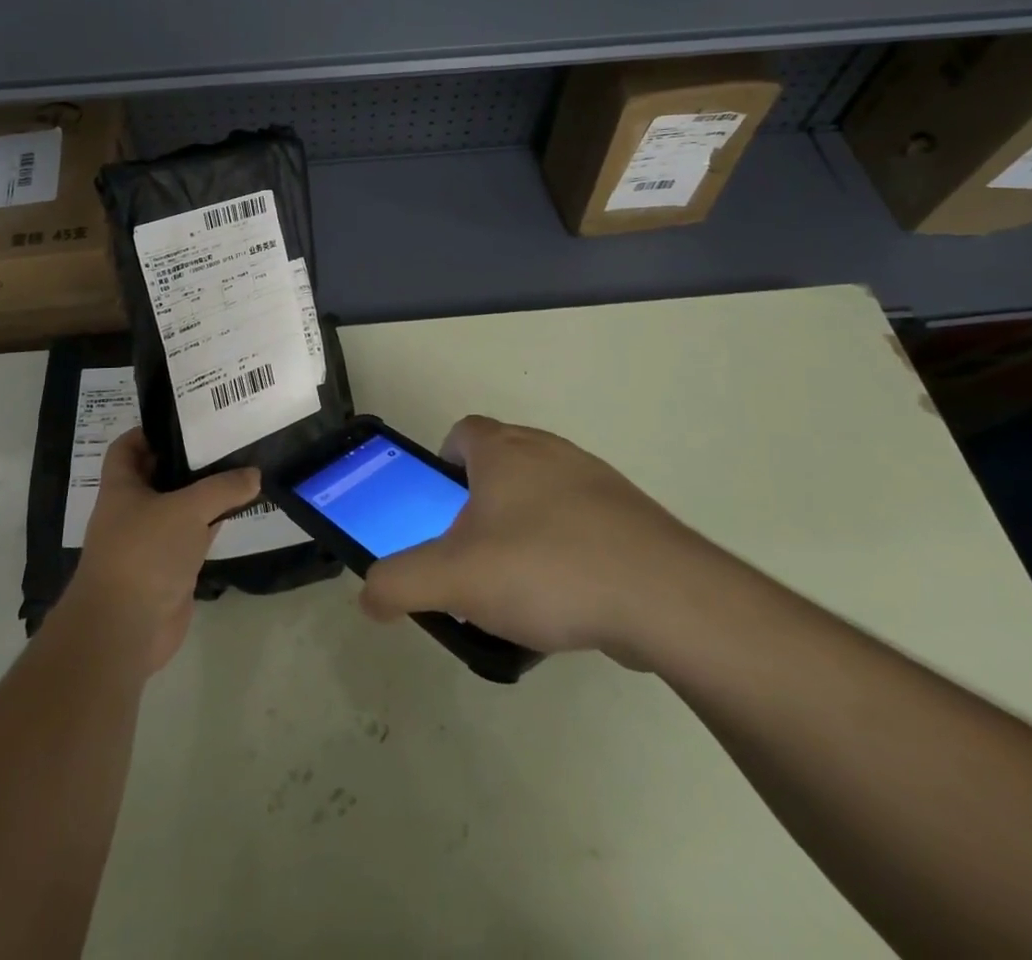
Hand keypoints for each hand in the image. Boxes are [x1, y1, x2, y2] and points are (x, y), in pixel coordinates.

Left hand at [65, 428, 259, 673]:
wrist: (126, 629)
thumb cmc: (145, 553)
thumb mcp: (187, 509)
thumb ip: (223, 488)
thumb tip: (254, 474)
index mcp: (122, 487)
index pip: (128, 446)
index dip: (151, 431)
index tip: (188, 420)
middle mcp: (133, 510)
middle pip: (160, 474)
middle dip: (189, 460)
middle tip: (227, 440)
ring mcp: (152, 540)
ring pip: (181, 507)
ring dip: (206, 493)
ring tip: (241, 468)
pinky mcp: (170, 567)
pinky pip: (194, 537)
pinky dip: (214, 525)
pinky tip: (240, 510)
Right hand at [359, 416, 719, 665]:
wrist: (663, 596)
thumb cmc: (544, 569)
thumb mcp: (453, 579)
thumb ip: (399, 583)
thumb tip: (368, 596)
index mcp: (503, 452)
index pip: (462, 432)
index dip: (443, 462)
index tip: (439, 505)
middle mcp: (549, 451)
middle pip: (502, 460)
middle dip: (481, 499)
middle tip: (470, 549)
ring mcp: (596, 481)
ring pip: (545, 491)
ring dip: (525, 524)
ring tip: (518, 581)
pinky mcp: (632, 517)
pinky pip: (584, 522)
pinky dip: (567, 548)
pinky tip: (567, 597)